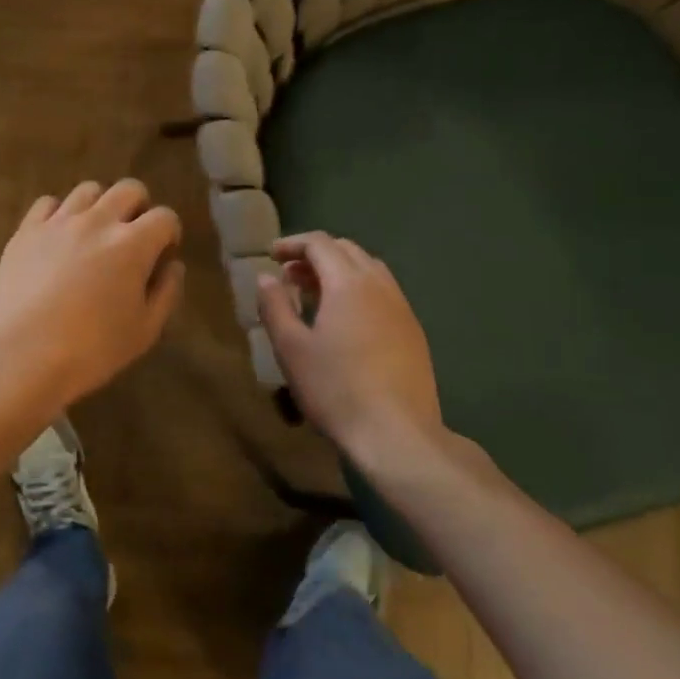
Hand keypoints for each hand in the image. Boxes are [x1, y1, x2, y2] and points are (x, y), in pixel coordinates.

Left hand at [0, 179, 184, 411]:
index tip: (163, 254)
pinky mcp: (25, 231)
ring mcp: (58, 222)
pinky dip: (59, 213)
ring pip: (88, 190)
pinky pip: (48, 203)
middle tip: (132, 237)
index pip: (165, 217)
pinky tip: (58, 237)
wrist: (18, 357)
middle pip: (129, 189)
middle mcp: (97, 221)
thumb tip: (173, 266)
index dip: (169, 233)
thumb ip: (165, 293)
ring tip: (94, 234)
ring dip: (100, 206)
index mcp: (133, 244)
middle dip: (139, 208)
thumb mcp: (144, 332)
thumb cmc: (90, 351)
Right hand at [256, 232, 444, 466]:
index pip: (320, 244)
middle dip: (315, 255)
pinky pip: (383, 293)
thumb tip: (266, 278)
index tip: (271, 255)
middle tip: (289, 275)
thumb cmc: (336, 388)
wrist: (398, 434)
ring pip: (369, 270)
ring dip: (339, 272)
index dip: (292, 244)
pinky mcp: (413, 332)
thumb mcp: (291, 349)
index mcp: (349, 283)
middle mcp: (380, 285)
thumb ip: (275, 306)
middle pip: (347, 251)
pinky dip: (358, 291)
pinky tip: (345, 322)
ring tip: (314, 295)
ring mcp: (402, 308)